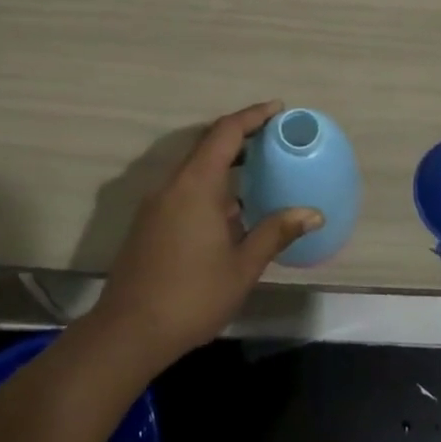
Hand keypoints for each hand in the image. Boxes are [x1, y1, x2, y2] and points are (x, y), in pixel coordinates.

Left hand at [92, 101, 321, 364]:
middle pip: (207, 144)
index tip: (278, 109)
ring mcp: (156, 203)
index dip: (252, 116)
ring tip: (257, 171)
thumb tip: (312, 213)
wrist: (128, 332)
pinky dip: (209, 184)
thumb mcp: (242, 267)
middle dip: (240, 136)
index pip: (226, 133)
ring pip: (194, 167)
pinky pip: (183, 187)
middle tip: (273, 138)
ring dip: (224, 162)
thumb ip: (275, 232)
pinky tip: (229, 210)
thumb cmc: (192, 296)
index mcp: (196, 185)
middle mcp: (172, 185)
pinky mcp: (148, 222)